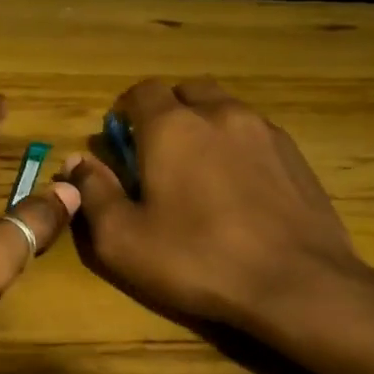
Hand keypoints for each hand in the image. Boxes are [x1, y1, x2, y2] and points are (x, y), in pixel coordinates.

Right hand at [64, 78, 365, 328]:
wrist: (297, 283)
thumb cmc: (197, 260)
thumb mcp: (123, 239)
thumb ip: (93, 193)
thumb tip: (77, 161)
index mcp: (172, 127)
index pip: (142, 91)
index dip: (125, 112)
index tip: (121, 143)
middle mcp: (220, 114)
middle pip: (187, 90)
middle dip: (167, 111)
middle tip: (158, 154)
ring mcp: (264, 131)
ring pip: (225, 108)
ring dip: (205, 126)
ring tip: (199, 171)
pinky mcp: (295, 154)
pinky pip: (255, 133)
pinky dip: (237, 146)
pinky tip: (238, 188)